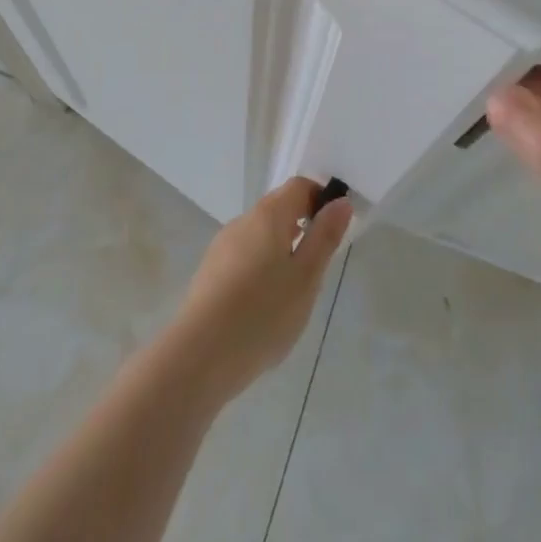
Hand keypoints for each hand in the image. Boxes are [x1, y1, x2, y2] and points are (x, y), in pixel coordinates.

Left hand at [166, 178, 351, 401]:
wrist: (200, 355)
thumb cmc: (263, 312)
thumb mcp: (306, 277)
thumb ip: (325, 237)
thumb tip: (341, 202)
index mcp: (269, 214)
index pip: (299, 186)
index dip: (321, 200)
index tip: (334, 231)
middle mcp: (243, 220)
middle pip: (279, 209)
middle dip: (302, 228)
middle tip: (317, 269)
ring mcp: (223, 245)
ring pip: (260, 236)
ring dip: (281, 251)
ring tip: (291, 294)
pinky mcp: (210, 271)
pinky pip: (244, 257)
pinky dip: (260, 269)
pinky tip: (263, 307)